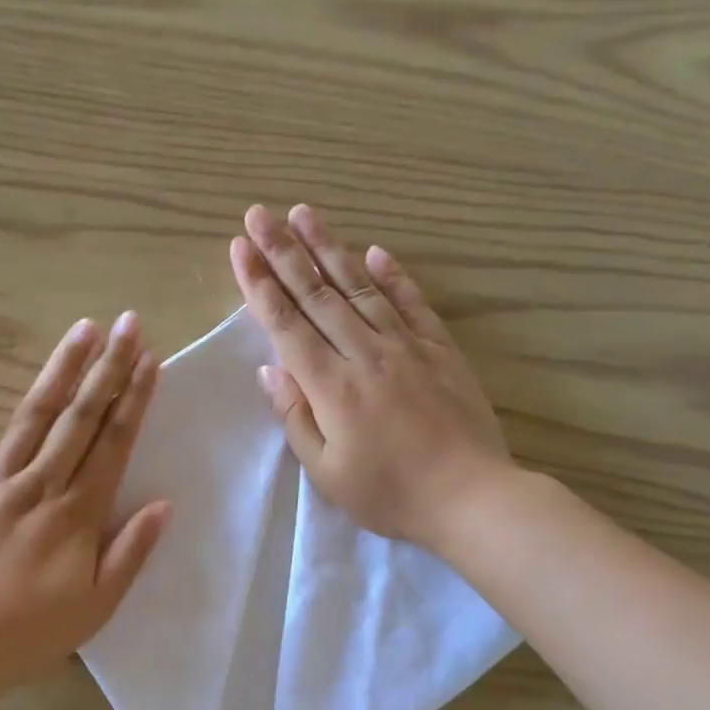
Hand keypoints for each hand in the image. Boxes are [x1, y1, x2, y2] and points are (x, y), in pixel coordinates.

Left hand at [0, 314, 171, 690]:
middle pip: (80, 418)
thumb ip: (131, 552)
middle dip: (108, 368)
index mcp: (77, 514)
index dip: (134, 399)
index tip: (150, 360)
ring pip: (32, 415)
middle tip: (128, 324)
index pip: (114, 444)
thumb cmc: (28, 633)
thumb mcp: (97, 605)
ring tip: (83, 329)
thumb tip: (164, 504)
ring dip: (60, 369)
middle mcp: (39, 484)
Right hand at [230, 203, 515, 552]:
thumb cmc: (389, 493)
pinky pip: (411, 303)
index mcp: (331, 386)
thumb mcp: (326, 470)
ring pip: (360, 286)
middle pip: (317, 293)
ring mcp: (406, 346)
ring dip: (329, 248)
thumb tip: (270, 367)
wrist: (470, 496)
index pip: (286, 324)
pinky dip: (392, 275)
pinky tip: (374, 251)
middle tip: (259, 213)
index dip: (259, 284)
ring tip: (304, 214)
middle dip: (283, 251)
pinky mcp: (440, 349)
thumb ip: (296, 415)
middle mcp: (364, 353)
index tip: (240, 248)